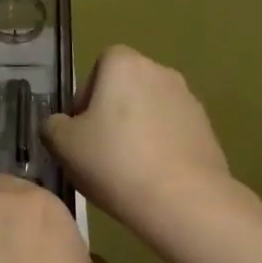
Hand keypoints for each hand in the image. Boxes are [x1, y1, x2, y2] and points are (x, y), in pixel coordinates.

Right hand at [43, 45, 231, 242]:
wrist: (182, 199)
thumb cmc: (114, 162)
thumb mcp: (63, 145)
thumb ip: (53, 126)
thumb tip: (61, 124)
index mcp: (125, 64)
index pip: (101, 64)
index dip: (88, 93)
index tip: (82, 127)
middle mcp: (161, 71)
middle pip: (128, 86)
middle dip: (113, 112)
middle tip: (99, 150)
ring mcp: (189, 100)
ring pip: (152, 109)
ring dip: (138, 130)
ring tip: (127, 168)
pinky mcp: (207, 129)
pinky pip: (173, 131)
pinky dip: (161, 146)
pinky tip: (153, 178)